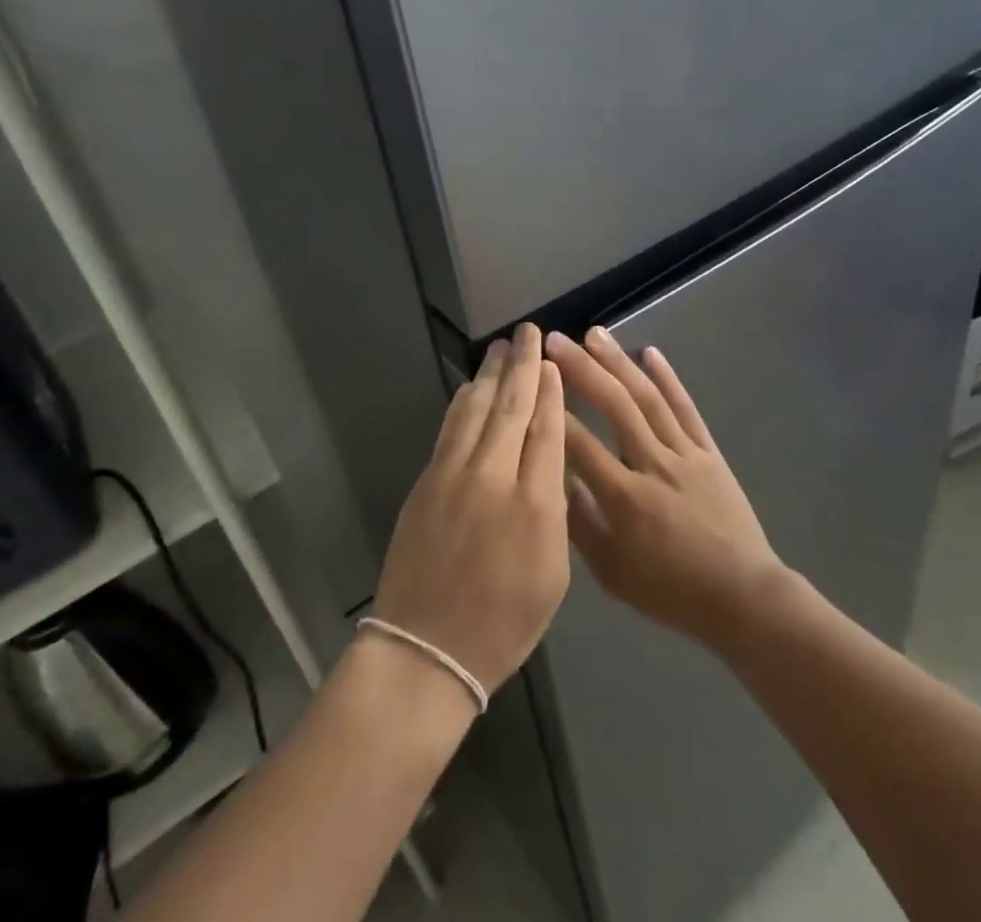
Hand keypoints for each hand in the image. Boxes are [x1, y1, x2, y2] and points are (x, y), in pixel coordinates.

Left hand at [370, 324, 570, 695]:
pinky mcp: (426, 480)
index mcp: (535, 502)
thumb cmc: (503, 622)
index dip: (550, 392)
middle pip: (511, 406)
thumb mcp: (553, 573)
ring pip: (475, 408)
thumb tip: (548, 462)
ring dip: (488, 374)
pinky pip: (450, 427)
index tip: (552, 363)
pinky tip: (469, 388)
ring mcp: (453, 474)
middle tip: (527, 333)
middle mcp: (493, 475)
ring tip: (500, 347)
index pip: (546, 429)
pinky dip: (463, 401)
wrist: (427, 648)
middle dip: (522, 365)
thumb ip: (553, 509)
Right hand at [548, 328, 785, 649]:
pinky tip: (650, 352)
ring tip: (594, 333)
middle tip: (555, 340)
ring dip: (619, 362)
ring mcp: (685, 454)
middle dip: (582, 369)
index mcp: (625, 499)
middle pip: (615, 406)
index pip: (580, 444)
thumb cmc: (671, 592)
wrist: (743, 599)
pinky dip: (669, 379)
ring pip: (648, 399)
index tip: (530, 380)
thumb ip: (580, 526)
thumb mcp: (613, 574)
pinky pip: (687, 409)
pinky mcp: (709, 452)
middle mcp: (654, 466)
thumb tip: (554, 480)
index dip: (552, 411)